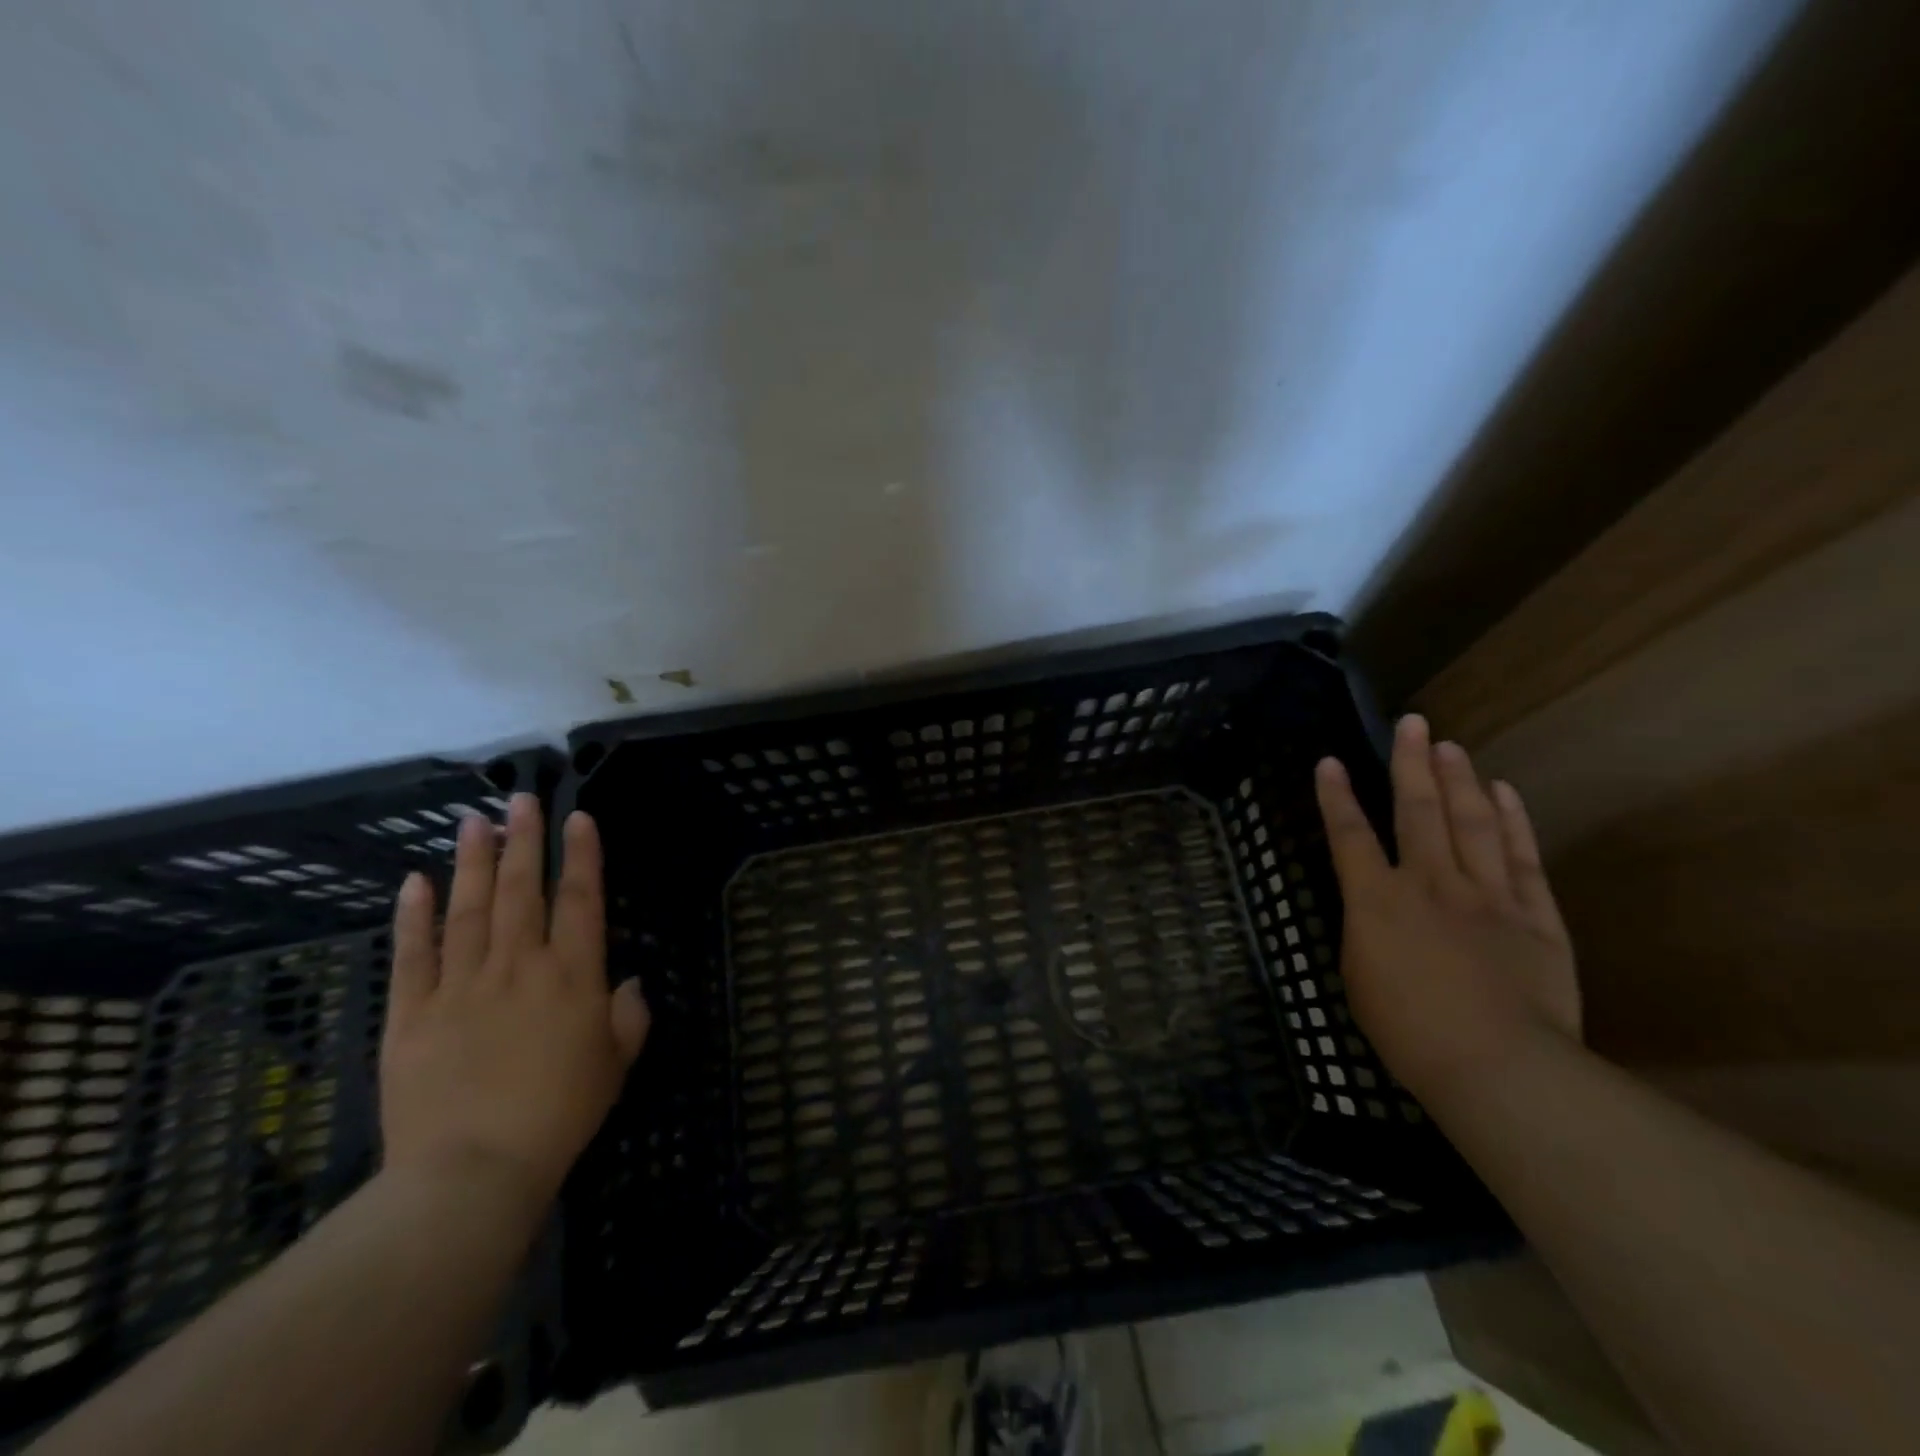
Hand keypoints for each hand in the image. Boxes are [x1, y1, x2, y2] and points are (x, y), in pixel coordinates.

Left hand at [379, 795, 648, 1217]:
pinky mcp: (412, 1013)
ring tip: (473, 820)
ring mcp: (461, 985)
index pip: (580, 899)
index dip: (581, 854)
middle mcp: (519, 965)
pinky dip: (413, 915)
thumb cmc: (561, 1114)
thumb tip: (629, 981)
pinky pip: (413, 954)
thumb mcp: (616, 1064)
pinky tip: (415, 881)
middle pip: (520, 890)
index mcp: (572, 976)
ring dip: (472, 861)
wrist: (472, 1171)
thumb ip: (629, 1015)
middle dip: (522, 840)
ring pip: (467, 909)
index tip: (577, 817)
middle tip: (519, 798)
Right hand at [1314, 714, 1579, 1103]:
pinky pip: (1521, 858)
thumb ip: (1366, 931)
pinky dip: (1513, 821)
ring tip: (1451, 746)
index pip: (1349, 835)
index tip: (1330, 761)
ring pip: (1471, 822)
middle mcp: (1429, 883)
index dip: (1336, 796)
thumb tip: (1374, 907)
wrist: (1497, 1066)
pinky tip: (1505, 792)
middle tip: (1413, 723)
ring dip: (1458, 780)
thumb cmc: (1408, 1031)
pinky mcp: (1535, 916)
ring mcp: (1487, 895)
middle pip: (1417, 810)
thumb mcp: (1359, 978)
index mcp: (1376, 901)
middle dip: (1410, 763)